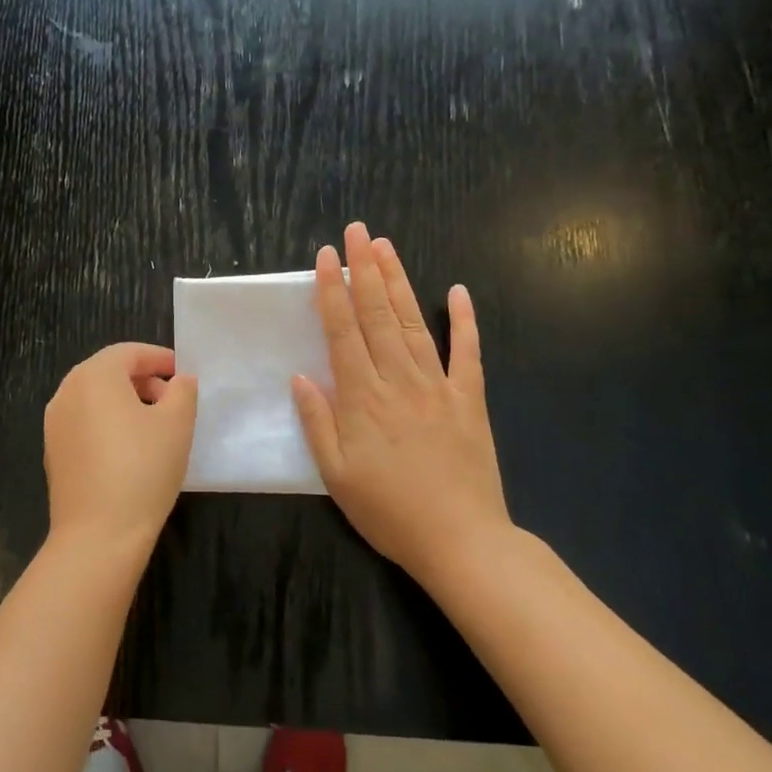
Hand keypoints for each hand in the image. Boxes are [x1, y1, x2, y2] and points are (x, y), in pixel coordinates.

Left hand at [44, 343, 198, 564]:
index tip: (183, 374)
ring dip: (125, 402)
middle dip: (142, 380)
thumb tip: (179, 381)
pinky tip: (129, 450)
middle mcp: (67, 392)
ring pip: (94, 398)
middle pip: (108, 372)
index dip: (159, 359)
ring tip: (154, 426)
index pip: (129, 352)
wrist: (98, 534)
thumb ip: (182, 391)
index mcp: (94, 376)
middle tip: (172, 400)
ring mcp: (55, 424)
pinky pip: (84, 423)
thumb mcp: (177, 424)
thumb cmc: (143, 468)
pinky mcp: (53, 452)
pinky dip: (107, 423)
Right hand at [292, 223, 515, 585]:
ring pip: (413, 324)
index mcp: (363, 398)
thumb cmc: (389, 511)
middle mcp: (399, 381)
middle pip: (377, 315)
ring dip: (398, 283)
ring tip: (386, 247)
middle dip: (364, 270)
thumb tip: (301, 376)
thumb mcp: (336, 475)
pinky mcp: (470, 399)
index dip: (331, 292)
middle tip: (357, 231)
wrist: (460, 540)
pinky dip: (465, 320)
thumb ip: (317, 422)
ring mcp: (439, 386)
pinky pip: (468, 352)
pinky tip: (458, 291)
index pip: (343, 332)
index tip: (325, 257)